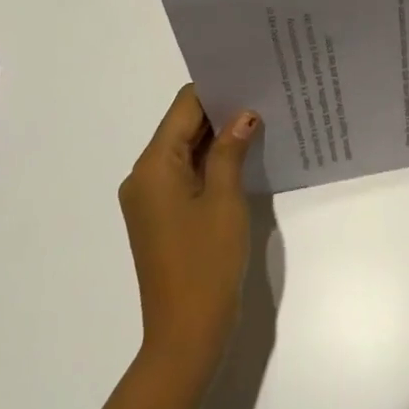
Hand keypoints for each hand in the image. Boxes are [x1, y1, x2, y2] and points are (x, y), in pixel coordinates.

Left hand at [119, 85, 258, 367]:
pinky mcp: (162, 216)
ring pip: (185, 150)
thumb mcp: (225, 199)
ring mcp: (150, 199)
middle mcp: (144, 177)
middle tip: (264, 94)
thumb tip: (244, 114)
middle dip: (221, 111)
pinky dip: (211, 162)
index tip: (251, 76)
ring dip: (218, 137)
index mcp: (153, 166)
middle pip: (182, 127)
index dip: (216, 89)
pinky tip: (244, 156)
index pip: (183, 107)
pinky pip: (185, 174)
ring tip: (261, 119)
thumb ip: (230, 150)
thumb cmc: (206, 262)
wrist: (186, 333)